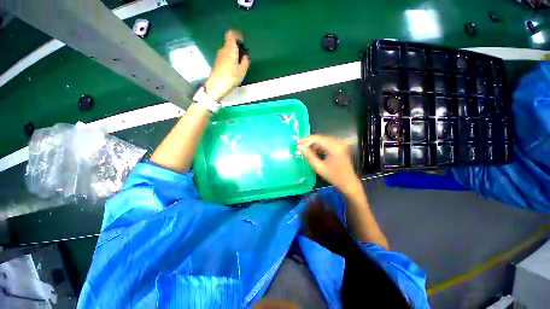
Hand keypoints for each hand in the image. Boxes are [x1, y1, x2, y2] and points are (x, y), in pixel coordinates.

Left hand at [204, 30, 250, 101]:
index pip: (231, 34)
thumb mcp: (242, 71)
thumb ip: (245, 62)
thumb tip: (245, 57)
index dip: (237, 35)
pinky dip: (230, 60)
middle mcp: (223, 50)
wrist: (216, 86)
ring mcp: (219, 56)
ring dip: (234, 55)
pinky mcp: (217, 63)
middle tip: (243, 57)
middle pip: (230, 43)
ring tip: (239, 65)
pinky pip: (225, 57)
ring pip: (228, 51)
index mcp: (230, 49)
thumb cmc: (230, 77)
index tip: (242, 42)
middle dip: (237, 48)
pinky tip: (233, 70)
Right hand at [298, 135, 361, 194]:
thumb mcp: (319, 167)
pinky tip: (314, 151)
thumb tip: (300, 147)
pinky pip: (327, 143)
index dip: (306, 140)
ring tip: (305, 150)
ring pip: (323, 140)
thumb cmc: (334, 177)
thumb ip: (309, 155)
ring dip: (314, 144)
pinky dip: (320, 146)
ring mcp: (340, 144)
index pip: (317, 139)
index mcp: (334, 147)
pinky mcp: (340, 146)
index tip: (297, 144)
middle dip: (309, 142)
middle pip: (320, 138)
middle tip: (300, 147)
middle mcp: (338, 142)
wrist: (348, 183)